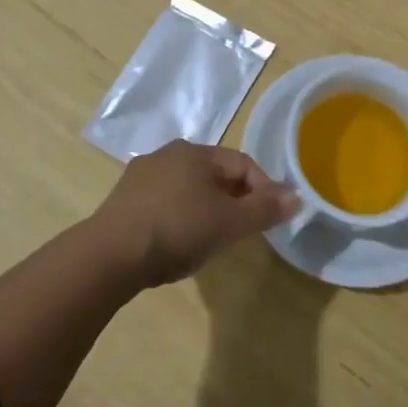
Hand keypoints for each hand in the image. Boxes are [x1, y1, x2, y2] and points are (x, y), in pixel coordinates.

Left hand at [86, 141, 299, 287]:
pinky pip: (164, 202)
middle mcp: (167, 154)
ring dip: (206, 209)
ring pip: (188, 188)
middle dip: (234, 200)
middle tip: (242, 231)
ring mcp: (141, 175)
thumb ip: (265, 209)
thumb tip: (296, 196)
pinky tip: (177, 242)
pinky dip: (179, 217)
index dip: (263, 189)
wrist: (112, 254)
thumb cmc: (179, 230)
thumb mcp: (230, 222)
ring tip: (211, 240)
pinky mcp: (123, 199)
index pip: (242, 164)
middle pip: (214, 174)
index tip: (270, 219)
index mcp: (195, 152)